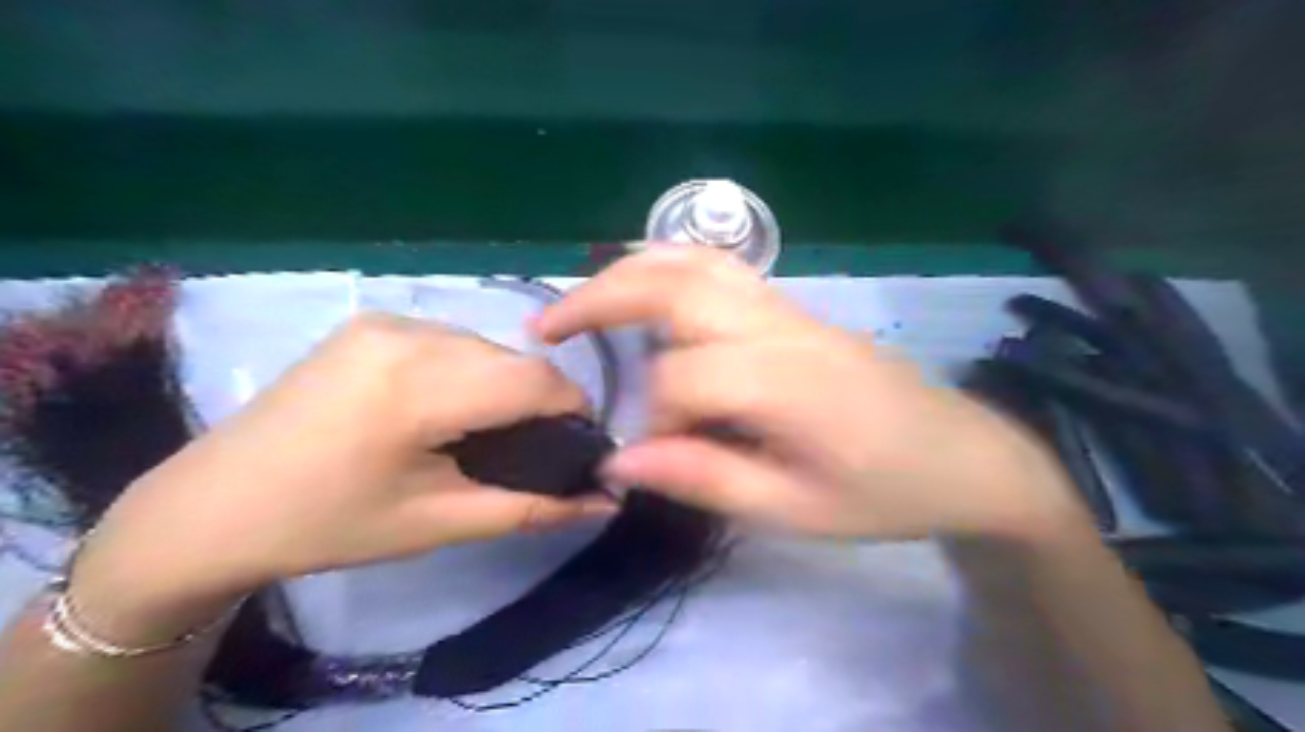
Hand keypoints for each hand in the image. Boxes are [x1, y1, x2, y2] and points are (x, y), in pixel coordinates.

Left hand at [71, 316, 617, 640]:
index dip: (572, 409)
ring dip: (505, 385)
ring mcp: (385, 320)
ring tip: (488, 432)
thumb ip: (532, 508)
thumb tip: (605, 501)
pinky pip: (451, 340)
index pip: (534, 380)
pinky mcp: (370, 322)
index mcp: (417, 387)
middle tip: (531, 449)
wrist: (212, 506)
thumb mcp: (438, 523)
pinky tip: (449, 407)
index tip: (579, 445)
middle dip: (539, 401)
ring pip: (485, 347)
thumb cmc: (328, 526)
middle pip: (512, 360)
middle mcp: (406, 334)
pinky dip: (470, 371)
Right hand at [535, 248, 1087, 538]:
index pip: (683, 377)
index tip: (646, 457)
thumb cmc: (887, 493)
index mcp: (787, 382)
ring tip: (581, 301)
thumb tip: (620, 465)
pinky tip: (642, 286)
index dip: (651, 419)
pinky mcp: (794, 308)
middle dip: (601, 299)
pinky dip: (667, 265)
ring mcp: (789, 307)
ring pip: (696, 261)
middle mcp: (782, 326)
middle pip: (675, 285)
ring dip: (628, 271)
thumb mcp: (796, 511)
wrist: (965, 455)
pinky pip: (720, 268)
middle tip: (548, 328)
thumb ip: (705, 479)